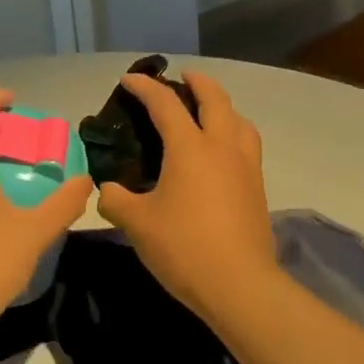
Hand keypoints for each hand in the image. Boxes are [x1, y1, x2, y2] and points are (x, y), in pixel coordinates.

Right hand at [95, 71, 278, 315]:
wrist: (239, 286)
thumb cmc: (184, 247)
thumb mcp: (137, 223)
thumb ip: (115, 200)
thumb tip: (106, 189)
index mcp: (190, 148)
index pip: (165, 104)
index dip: (145, 87)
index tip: (129, 79)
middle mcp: (222, 147)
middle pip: (215, 99)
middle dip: (198, 82)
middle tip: (182, 77)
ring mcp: (246, 167)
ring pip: (240, 120)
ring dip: (223, 107)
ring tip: (207, 112)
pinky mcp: (257, 188)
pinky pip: (247, 145)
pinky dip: (233, 133)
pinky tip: (220, 154)